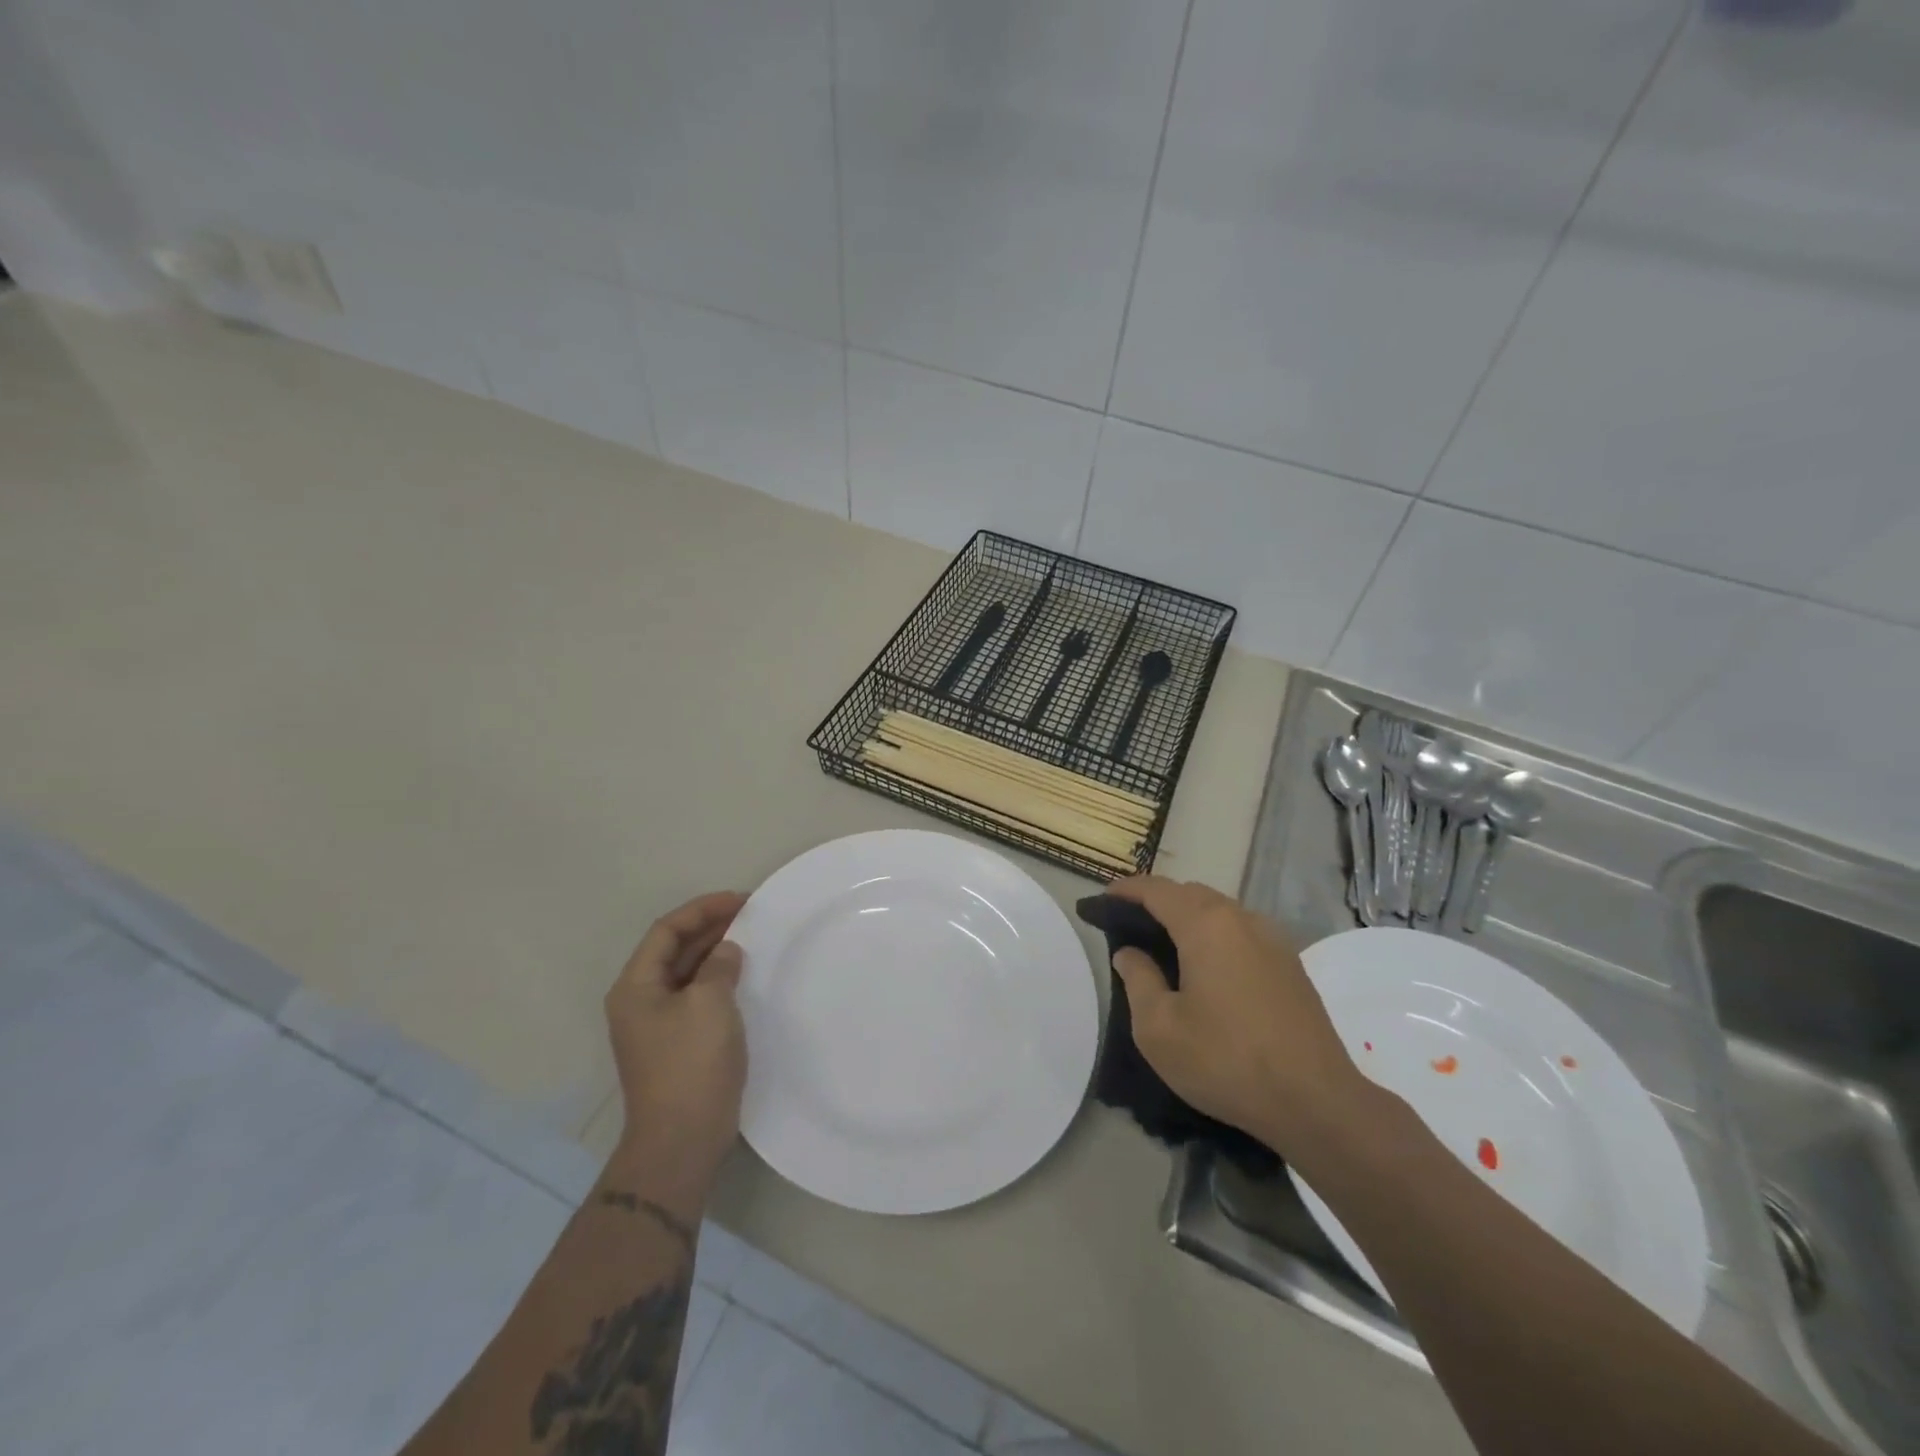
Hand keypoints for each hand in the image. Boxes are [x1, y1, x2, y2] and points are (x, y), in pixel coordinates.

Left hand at [605, 891, 748, 1189]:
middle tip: (751, 915)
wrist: (682, 1139)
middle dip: (711, 928)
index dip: (703, 909)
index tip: (741, 900)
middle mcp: (639, 1001)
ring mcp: (657, 1025)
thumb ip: (719, 966)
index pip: (667, 930)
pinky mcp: (676, 1044)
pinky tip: (744, 978)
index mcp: (636, 986)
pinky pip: (696, 997)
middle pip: (674, 950)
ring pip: (686, 973)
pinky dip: (718, 980)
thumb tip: (725, 953)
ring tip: (752, 940)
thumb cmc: (691, 1063)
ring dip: (716, 953)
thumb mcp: (709, 1002)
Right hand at [1107, 876, 1370, 1156]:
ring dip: (1188, 918)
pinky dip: (1215, 936)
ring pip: (1220, 912)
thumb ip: (1138, 979)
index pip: (1157, 890)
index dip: (1126, 890)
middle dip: (1158, 901)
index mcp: (1205, 925)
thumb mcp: (1159, 1028)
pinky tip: (1206, 969)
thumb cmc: (1226, 1060)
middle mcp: (1241, 919)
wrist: (1316, 1102)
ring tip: (1165, 947)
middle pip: (1190, 894)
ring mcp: (1272, 940)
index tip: (1103, 900)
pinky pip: (1241, 933)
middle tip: (1130, 926)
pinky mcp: (1290, 965)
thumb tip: (1130, 952)